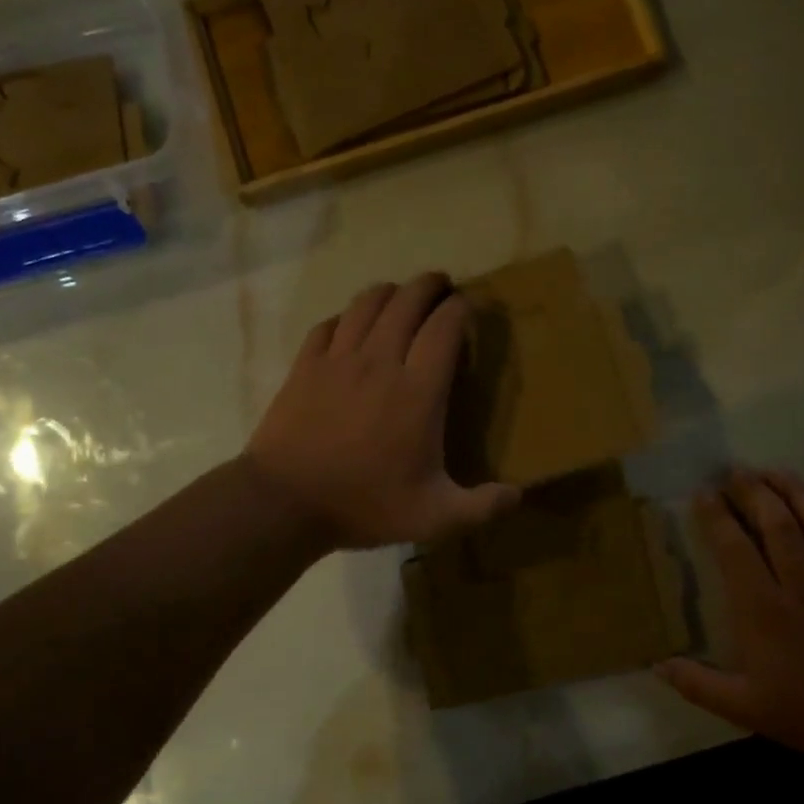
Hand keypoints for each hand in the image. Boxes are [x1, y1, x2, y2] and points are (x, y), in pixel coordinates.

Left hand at [243, 273, 519, 550]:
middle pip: (407, 302)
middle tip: (441, 287)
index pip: (444, 328)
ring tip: (402, 296)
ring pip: (367, 303)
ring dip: (390, 292)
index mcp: (418, 391)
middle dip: (429, 286)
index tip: (469, 306)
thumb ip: (482, 507)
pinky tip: (352, 325)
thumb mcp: (434, 517)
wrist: (285, 502)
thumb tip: (519, 496)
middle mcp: (380, 362)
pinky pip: (330, 324)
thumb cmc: (365, 505)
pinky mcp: (305, 366)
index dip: (460, 309)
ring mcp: (338, 360)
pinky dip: (348, 316)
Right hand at [658, 469, 803, 754]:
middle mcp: (802, 585)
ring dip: (798, 492)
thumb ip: (696, 684)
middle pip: (778, 523)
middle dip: (755, 491)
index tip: (704, 493)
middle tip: (738, 471)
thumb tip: (656, 664)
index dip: (717, 516)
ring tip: (778, 472)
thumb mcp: (740, 707)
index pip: (735, 548)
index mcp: (764, 609)